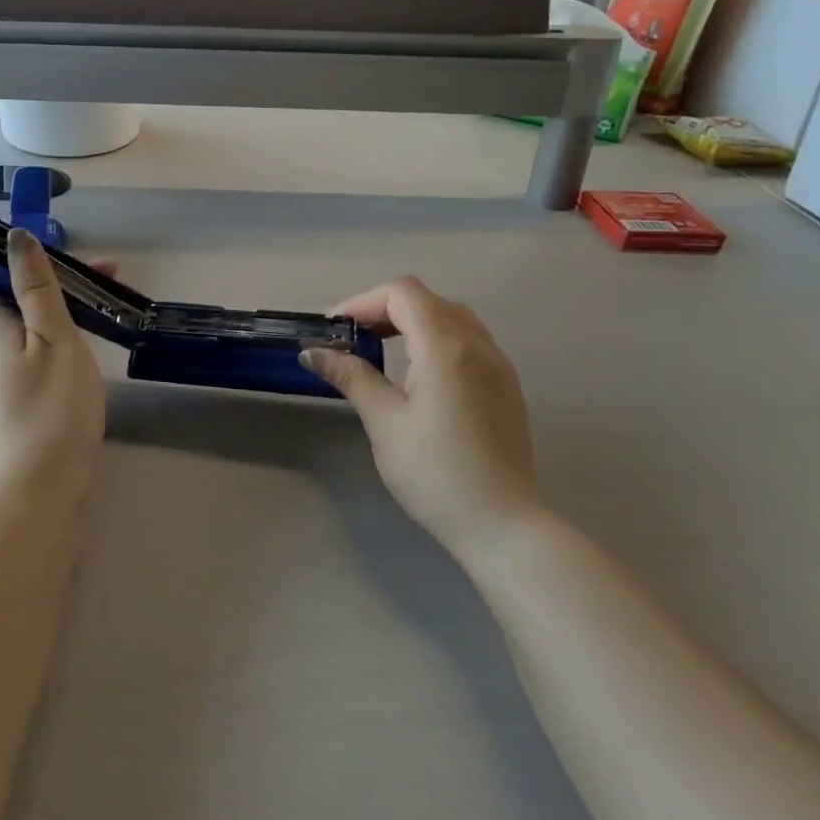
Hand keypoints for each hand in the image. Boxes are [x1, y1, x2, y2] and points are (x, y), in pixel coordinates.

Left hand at [0, 229, 106, 500]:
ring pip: (28, 319)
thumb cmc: (50, 404)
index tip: (58, 248)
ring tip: (110, 297)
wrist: (42, 485)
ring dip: (63, 301)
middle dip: (54, 275)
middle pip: (12, 293)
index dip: (14, 253)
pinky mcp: (20, 391)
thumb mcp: (52, 334)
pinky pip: (37, 344)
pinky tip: (93, 334)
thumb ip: (36, 285)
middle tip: (106, 272)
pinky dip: (62, 329)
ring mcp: (2, 371)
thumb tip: (15, 237)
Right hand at [302, 278, 541, 557]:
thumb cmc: (436, 472)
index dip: (363, 302)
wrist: (502, 525)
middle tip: (352, 338)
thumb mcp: (385, 422)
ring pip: (451, 317)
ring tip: (382, 350)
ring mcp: (498, 364)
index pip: (403, 294)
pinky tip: (418, 372)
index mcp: (446, 347)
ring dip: (412, 321)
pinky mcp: (506, 386)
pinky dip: (437, 338)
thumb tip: (313, 352)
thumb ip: (352, 377)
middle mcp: (478, 344)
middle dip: (384, 309)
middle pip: (427, 300)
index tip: (335, 329)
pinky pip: (468, 340)